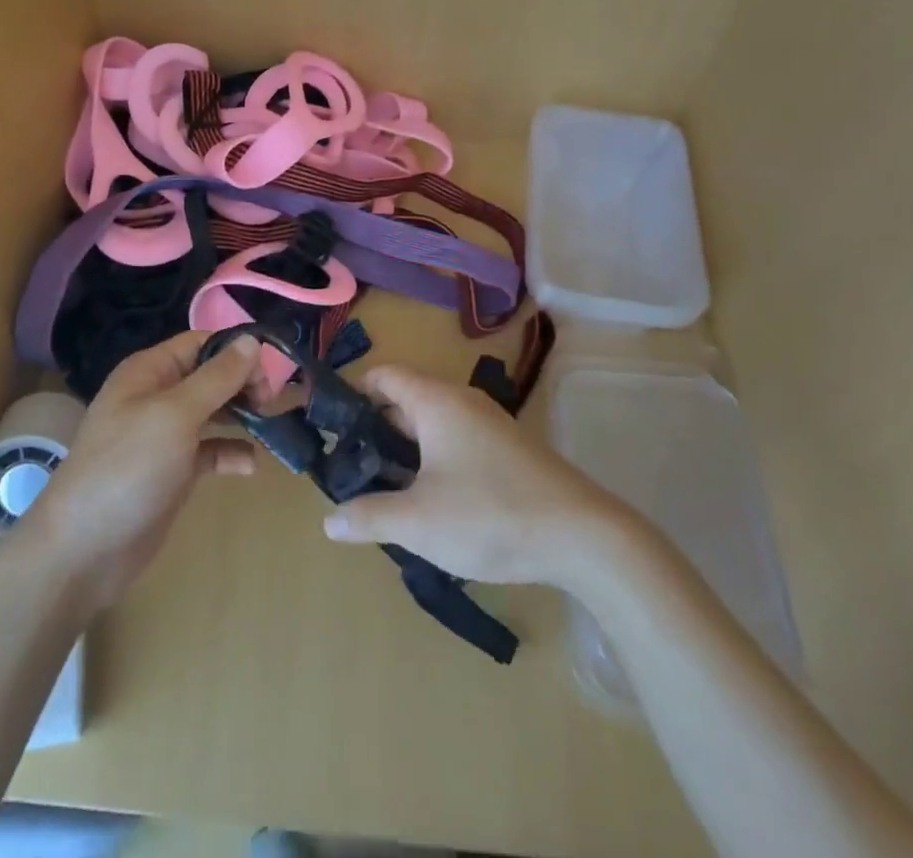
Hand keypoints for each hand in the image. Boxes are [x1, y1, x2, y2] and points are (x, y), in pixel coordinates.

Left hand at [21, 331, 258, 610]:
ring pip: (214, 412)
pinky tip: (249, 467)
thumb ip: (216, 377)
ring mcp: (165, 436)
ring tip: (272, 427)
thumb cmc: (128, 468)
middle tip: (272, 402)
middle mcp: (157, 396)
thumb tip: (251, 340)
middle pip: (210, 375)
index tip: (274, 367)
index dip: (237, 349)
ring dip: (243, 416)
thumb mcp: (175, 415)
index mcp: (150, 371)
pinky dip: (231, 453)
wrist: (83, 550)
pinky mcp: (173, 471)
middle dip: (244, 383)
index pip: (201, 343)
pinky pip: (211, 451)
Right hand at [321, 364, 626, 587]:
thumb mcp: (418, 522)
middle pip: (406, 399)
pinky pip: (456, 440)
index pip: (384, 375)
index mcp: (436, 401)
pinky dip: (434, 458)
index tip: (331, 425)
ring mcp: (489, 424)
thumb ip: (369, 517)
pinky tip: (430, 499)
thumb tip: (329, 520)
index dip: (354, 393)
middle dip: (375, 427)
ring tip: (383, 486)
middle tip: (349, 464)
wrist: (583, 535)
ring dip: (406, 447)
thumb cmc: (490, 514)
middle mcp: (462, 401)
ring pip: (433, 423)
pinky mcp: (508, 450)